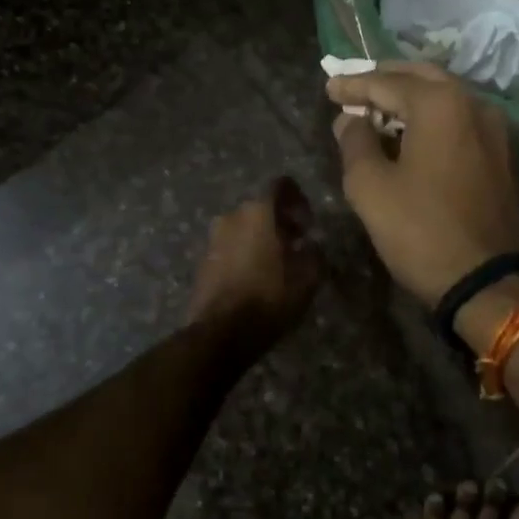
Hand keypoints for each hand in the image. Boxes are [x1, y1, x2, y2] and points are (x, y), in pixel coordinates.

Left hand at [185, 179, 324, 357]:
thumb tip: (311, 244)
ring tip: (277, 263)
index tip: (308, 222)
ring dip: (261, 237)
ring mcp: (214, 238)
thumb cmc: (270, 298)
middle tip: (297, 244)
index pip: (281, 185)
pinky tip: (256, 277)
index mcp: (259, 212)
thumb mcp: (307, 277)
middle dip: (280, 221)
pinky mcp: (204, 260)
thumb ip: (314, 252)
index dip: (298, 198)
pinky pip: (230, 246)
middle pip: (261, 207)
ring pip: (244, 227)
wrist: (220, 333)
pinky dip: (245, 252)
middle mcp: (232, 216)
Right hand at [326, 62, 518, 308]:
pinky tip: (414, 133)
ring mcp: (496, 128)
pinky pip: (462, 119)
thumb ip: (355, 143)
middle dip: (386, 80)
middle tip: (355, 88)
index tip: (329, 88)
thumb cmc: (422, 231)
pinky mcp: (504, 153)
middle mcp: (474, 103)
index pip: (387, 82)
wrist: (489, 282)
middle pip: (423, 78)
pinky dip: (434, 117)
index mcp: (441, 103)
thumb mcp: (371, 188)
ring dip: (412, 98)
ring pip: (447, 97)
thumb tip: (351, 119)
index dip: (353, 84)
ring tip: (380, 110)